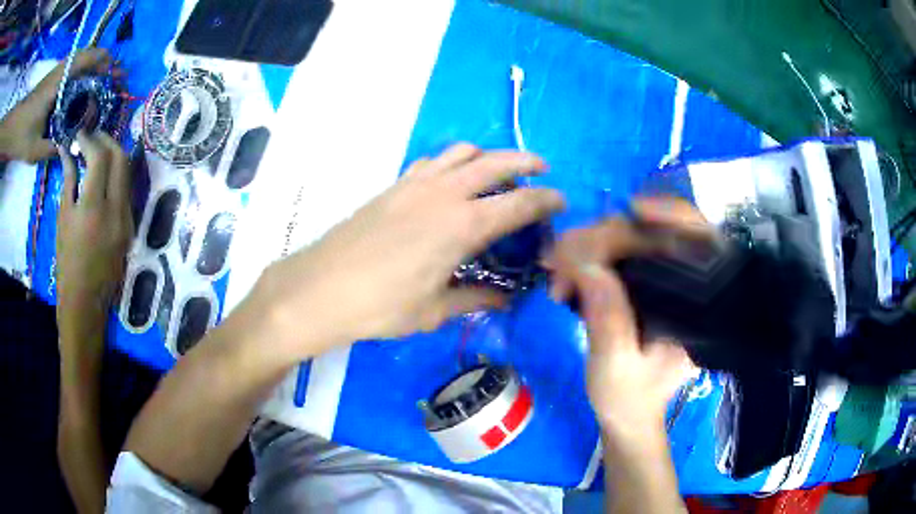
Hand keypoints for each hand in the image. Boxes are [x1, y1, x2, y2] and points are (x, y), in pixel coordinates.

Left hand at [0, 49, 115, 162]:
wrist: (15, 125)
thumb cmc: (21, 135)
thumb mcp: (34, 150)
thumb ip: (52, 148)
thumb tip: (70, 147)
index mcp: (58, 83)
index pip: (86, 61)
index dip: (103, 64)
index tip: (116, 74)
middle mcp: (61, 71)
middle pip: (88, 54)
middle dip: (104, 62)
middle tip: (116, 76)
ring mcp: (57, 72)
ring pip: (82, 57)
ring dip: (95, 63)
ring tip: (105, 77)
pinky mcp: (53, 77)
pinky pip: (74, 65)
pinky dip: (85, 67)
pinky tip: (87, 82)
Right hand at [56, 131, 132, 344]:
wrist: (85, 304)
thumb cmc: (67, 264)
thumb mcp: (63, 219)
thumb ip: (69, 180)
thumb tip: (68, 150)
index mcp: (94, 209)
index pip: (100, 157)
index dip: (90, 139)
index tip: (81, 134)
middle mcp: (116, 210)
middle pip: (120, 158)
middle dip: (107, 141)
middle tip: (92, 137)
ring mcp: (127, 219)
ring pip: (126, 173)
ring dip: (114, 156)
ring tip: (97, 152)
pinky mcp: (131, 228)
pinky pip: (126, 192)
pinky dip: (116, 176)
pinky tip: (104, 175)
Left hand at [253, 144, 564, 357]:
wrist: (321, 288)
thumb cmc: (381, 305)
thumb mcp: (433, 310)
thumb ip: (473, 298)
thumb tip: (504, 299)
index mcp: (462, 226)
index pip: (519, 203)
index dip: (546, 200)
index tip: (561, 201)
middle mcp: (444, 194)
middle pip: (495, 162)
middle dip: (525, 161)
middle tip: (542, 170)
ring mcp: (416, 184)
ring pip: (462, 152)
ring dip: (488, 156)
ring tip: (499, 170)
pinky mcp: (394, 186)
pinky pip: (433, 161)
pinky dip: (452, 161)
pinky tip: (452, 179)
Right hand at [547, 198, 707, 432]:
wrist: (627, 415)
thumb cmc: (628, 398)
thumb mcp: (615, 367)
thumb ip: (608, 320)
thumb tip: (587, 265)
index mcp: (694, 308)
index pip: (698, 241)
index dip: (671, 214)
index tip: (633, 209)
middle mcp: (684, 288)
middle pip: (652, 234)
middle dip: (603, 238)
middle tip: (557, 259)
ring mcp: (661, 283)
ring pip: (628, 239)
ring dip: (586, 248)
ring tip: (555, 276)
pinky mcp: (640, 284)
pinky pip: (613, 256)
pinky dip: (585, 260)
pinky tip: (564, 277)